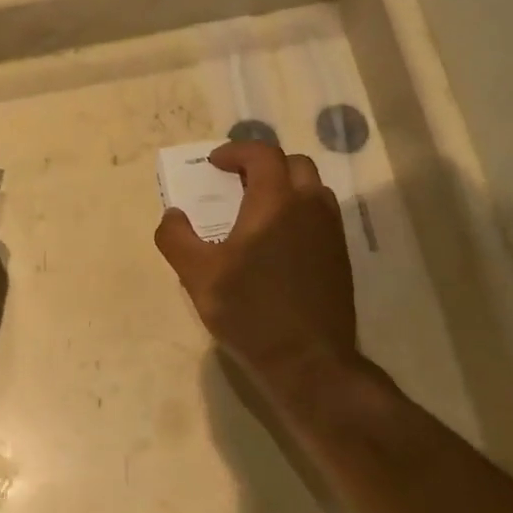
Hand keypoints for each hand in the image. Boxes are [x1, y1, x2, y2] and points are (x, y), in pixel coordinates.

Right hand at [154, 141, 359, 392]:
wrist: (308, 360)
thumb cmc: (249, 311)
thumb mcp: (197, 276)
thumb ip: (176, 238)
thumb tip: (173, 215)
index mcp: (275, 202)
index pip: (262, 154)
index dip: (237, 152)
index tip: (214, 166)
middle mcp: (309, 207)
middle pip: (293, 164)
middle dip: (264, 165)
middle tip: (236, 183)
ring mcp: (330, 233)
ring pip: (312, 189)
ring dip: (285, 187)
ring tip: (257, 210)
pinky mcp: (339, 258)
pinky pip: (321, 216)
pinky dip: (298, 212)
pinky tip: (278, 244)